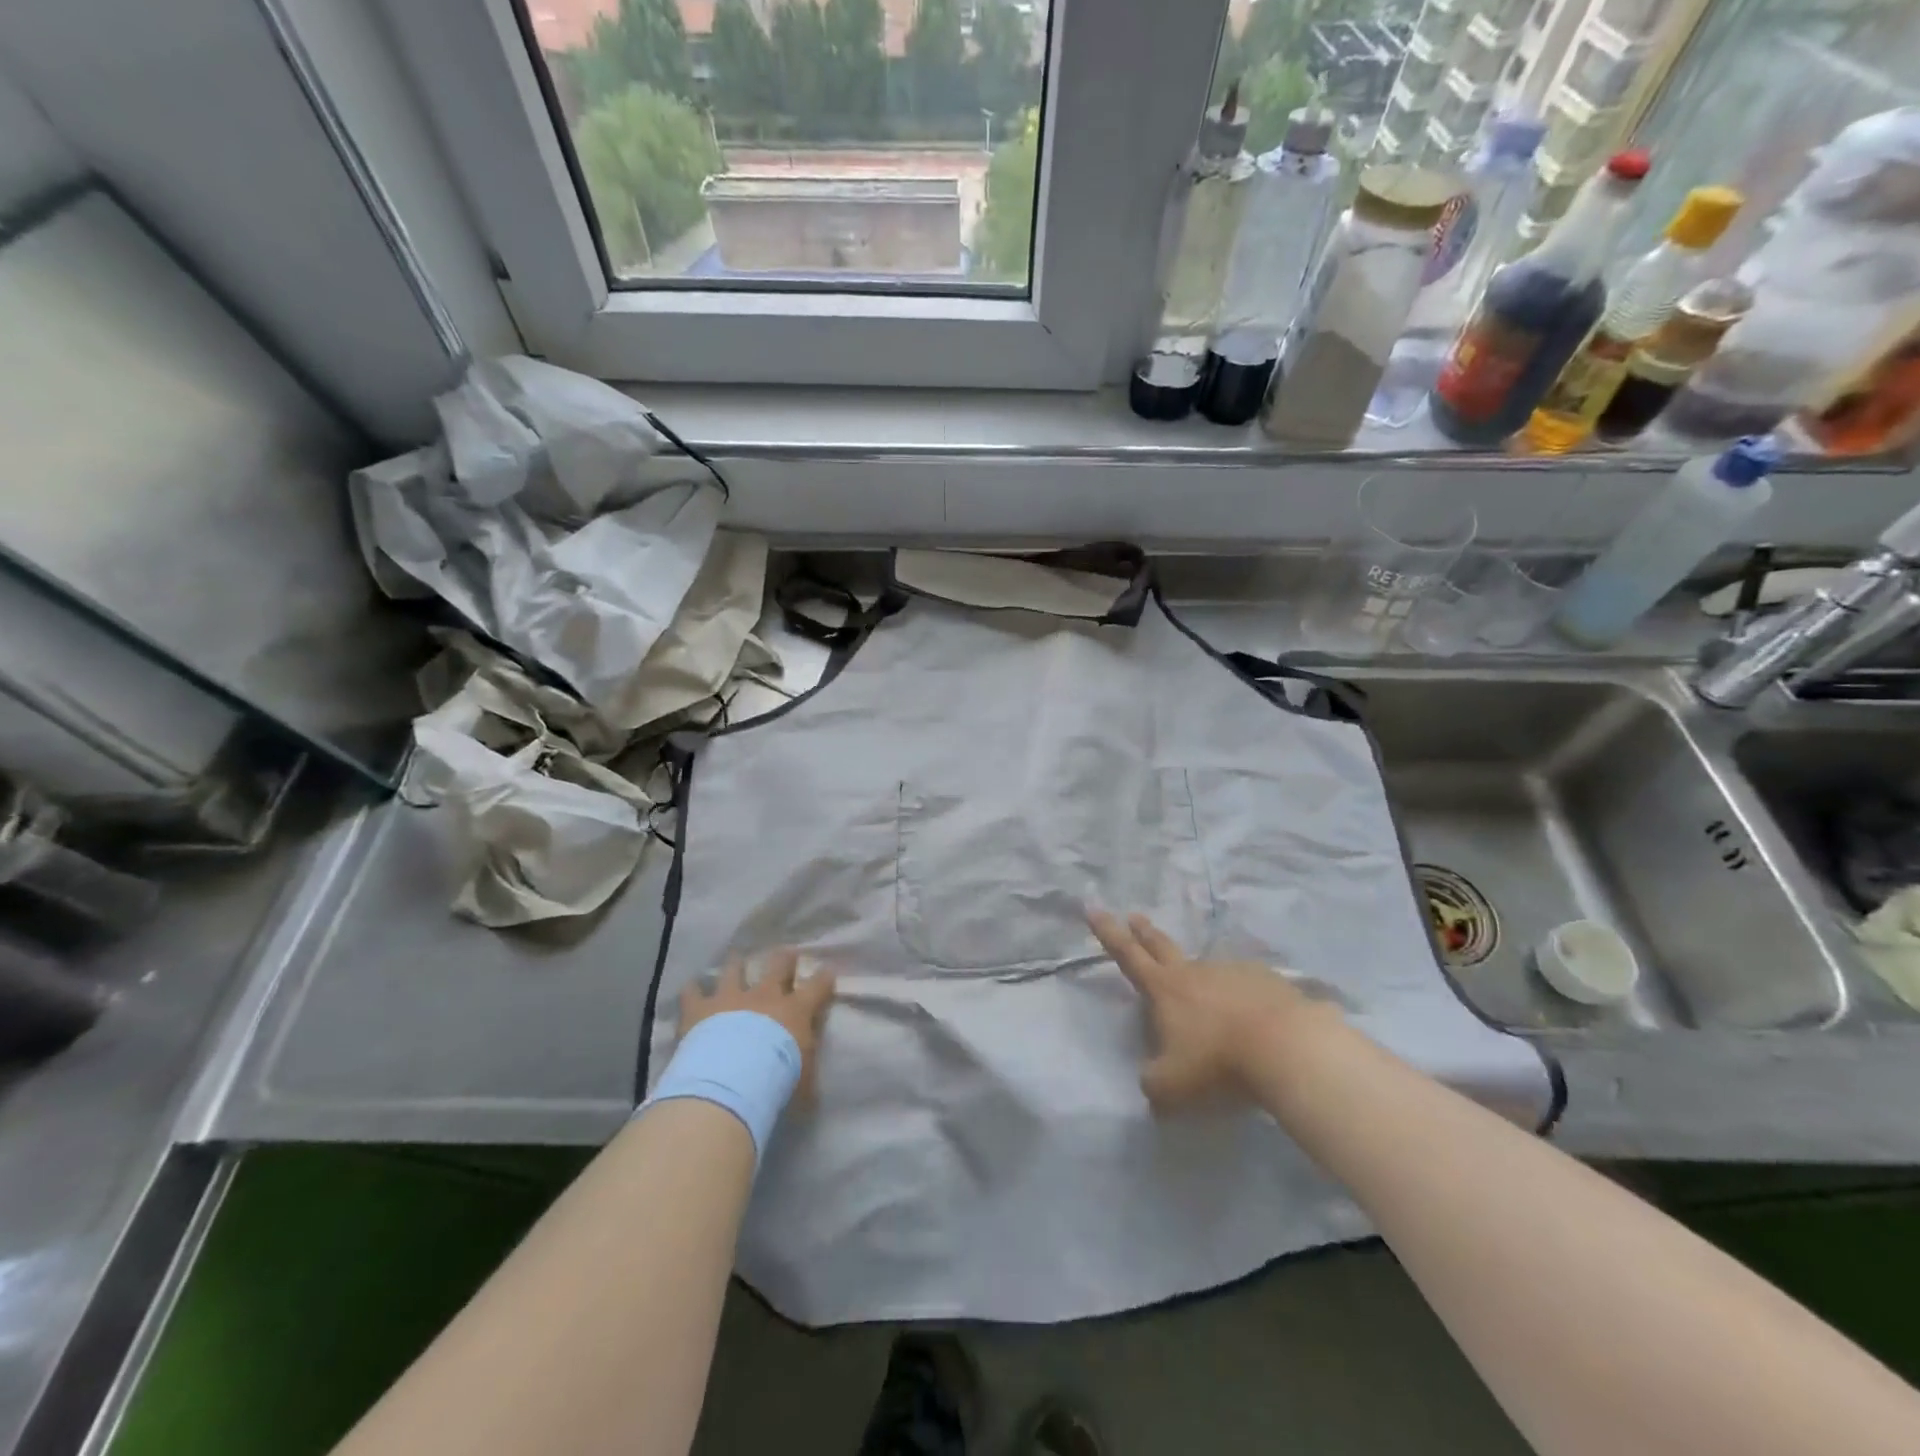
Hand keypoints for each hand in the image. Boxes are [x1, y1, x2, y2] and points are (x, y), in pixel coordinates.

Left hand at [679, 948, 836, 1085]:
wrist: (730, 1082)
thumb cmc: (776, 1082)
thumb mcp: (804, 1080)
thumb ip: (806, 1069)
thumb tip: (808, 1076)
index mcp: (795, 1011)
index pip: (818, 986)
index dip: (824, 977)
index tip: (827, 971)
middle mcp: (765, 996)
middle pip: (778, 965)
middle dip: (784, 958)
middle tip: (786, 952)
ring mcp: (730, 998)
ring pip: (734, 970)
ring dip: (736, 964)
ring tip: (736, 957)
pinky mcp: (700, 1008)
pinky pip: (693, 992)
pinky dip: (693, 989)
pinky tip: (692, 987)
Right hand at [1088, 910, 1330, 1110]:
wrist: (1290, 1049)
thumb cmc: (1219, 1065)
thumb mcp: (1171, 1088)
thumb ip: (1153, 1083)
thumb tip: (1152, 1079)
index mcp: (1165, 989)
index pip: (1128, 955)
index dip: (1108, 933)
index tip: (1094, 908)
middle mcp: (1196, 972)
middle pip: (1163, 946)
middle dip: (1144, 931)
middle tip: (1136, 916)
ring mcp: (1235, 973)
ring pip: (1211, 972)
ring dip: (1203, 980)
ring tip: (1210, 1003)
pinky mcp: (1271, 983)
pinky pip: (1250, 990)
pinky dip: (1246, 1000)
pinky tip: (1257, 1022)